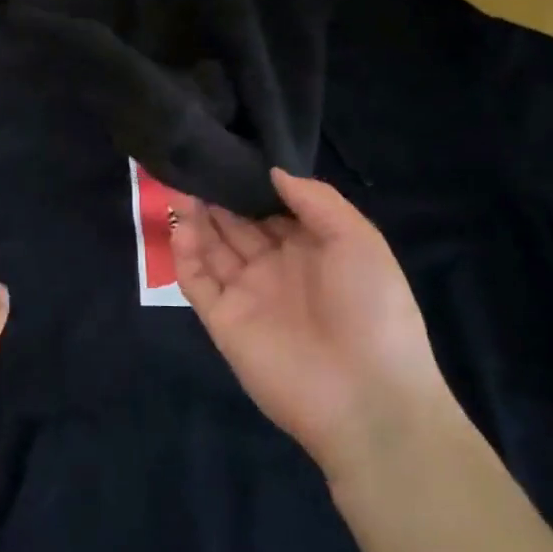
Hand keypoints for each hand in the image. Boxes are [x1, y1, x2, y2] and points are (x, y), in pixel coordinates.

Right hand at [171, 168, 450, 480]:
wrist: (367, 397)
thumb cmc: (371, 308)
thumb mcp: (359, 240)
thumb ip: (316, 200)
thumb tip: (273, 171)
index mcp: (311, 249)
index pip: (271, 209)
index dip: (251, 184)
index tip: (229, 154)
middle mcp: (275, 267)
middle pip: (236, 225)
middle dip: (217, 196)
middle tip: (193, 162)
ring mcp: (247, 294)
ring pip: (212, 248)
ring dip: (196, 218)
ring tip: (180, 184)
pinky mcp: (223, 320)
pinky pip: (197, 281)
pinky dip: (184, 254)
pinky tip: (181, 226)